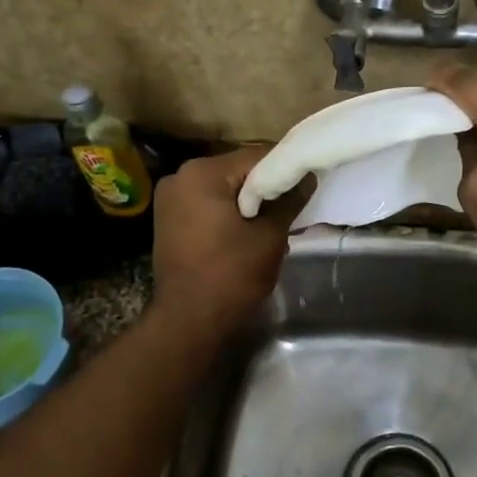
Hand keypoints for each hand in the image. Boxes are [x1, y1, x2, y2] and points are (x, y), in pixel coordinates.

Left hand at [151, 147, 304, 334]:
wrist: (188, 321)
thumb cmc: (231, 275)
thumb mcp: (269, 236)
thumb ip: (289, 200)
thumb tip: (307, 176)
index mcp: (203, 173)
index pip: (256, 155)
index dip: (286, 168)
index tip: (308, 183)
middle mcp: (180, 176)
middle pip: (237, 170)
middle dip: (266, 186)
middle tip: (293, 206)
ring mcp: (170, 198)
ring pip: (222, 188)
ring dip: (248, 200)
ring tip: (273, 222)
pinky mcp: (168, 219)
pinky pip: (207, 203)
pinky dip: (228, 211)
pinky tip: (246, 231)